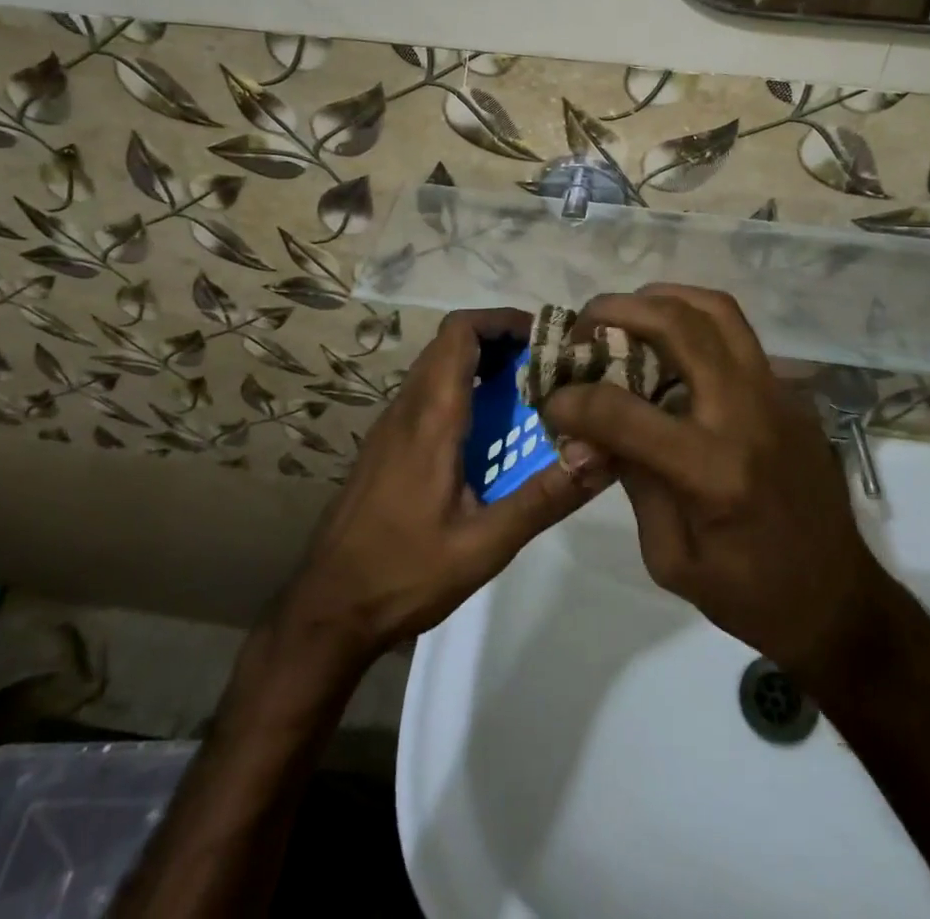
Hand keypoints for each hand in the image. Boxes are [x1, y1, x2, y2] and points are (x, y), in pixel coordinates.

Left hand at [278, 309, 608, 666]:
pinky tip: (489, 432)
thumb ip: (544, 498)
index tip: (546, 338)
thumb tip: (601, 453)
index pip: (460, 332)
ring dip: (481, 364)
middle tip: (547, 365)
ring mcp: (391, 425)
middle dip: (501, 340)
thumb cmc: (405, 573)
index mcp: (432, 417)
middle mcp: (408, 408)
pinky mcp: (386, 446)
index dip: (503, 320)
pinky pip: (428, 394)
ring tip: (528, 393)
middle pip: (451, 342)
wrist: (328, 609)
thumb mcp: (485, 545)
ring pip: (438, 366)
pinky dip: (463, 389)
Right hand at [540, 286, 886, 679]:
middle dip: (616, 312)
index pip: (623, 411)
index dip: (573, 400)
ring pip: (716, 310)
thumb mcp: (670, 557)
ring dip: (661, 299)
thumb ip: (630, 479)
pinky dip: (694, 322)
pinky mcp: (791, 390)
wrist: (839, 599)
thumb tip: (589, 429)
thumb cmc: (749, 594)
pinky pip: (737, 335)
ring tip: (626, 315)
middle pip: (677, 326)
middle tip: (583, 326)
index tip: (550, 398)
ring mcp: (777, 393)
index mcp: (713, 470)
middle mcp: (747, 413)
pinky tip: (670, 346)